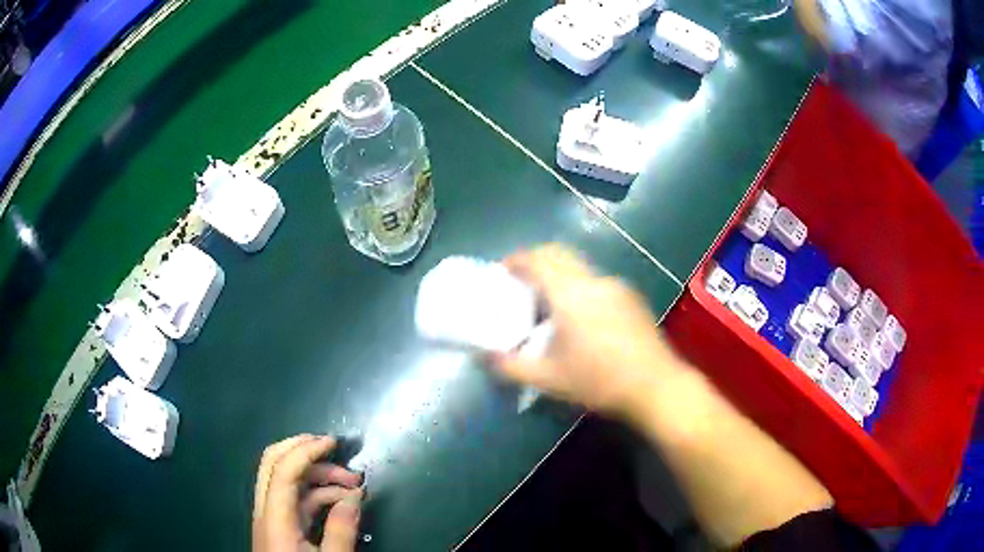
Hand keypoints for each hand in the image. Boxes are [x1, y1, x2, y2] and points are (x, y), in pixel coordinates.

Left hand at [253, 435, 363, 551]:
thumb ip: (342, 529)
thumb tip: (355, 495)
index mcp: (274, 519)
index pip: (282, 470)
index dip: (306, 450)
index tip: (334, 443)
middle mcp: (266, 511)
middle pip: (272, 464)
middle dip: (302, 449)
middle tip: (335, 449)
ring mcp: (271, 518)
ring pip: (286, 481)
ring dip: (317, 476)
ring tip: (353, 485)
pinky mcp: (280, 528)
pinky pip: (295, 500)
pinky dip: (317, 494)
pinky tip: (342, 502)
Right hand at [493, 245, 687, 417]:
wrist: (655, 386)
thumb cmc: (599, 381)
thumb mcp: (548, 379)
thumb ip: (511, 366)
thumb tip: (487, 356)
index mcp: (570, 293)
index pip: (537, 259)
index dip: (516, 260)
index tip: (502, 271)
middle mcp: (593, 280)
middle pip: (559, 253)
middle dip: (536, 260)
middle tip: (521, 282)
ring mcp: (617, 286)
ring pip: (580, 267)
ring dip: (559, 274)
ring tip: (549, 303)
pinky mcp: (632, 298)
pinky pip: (597, 281)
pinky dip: (579, 286)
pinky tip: (582, 318)